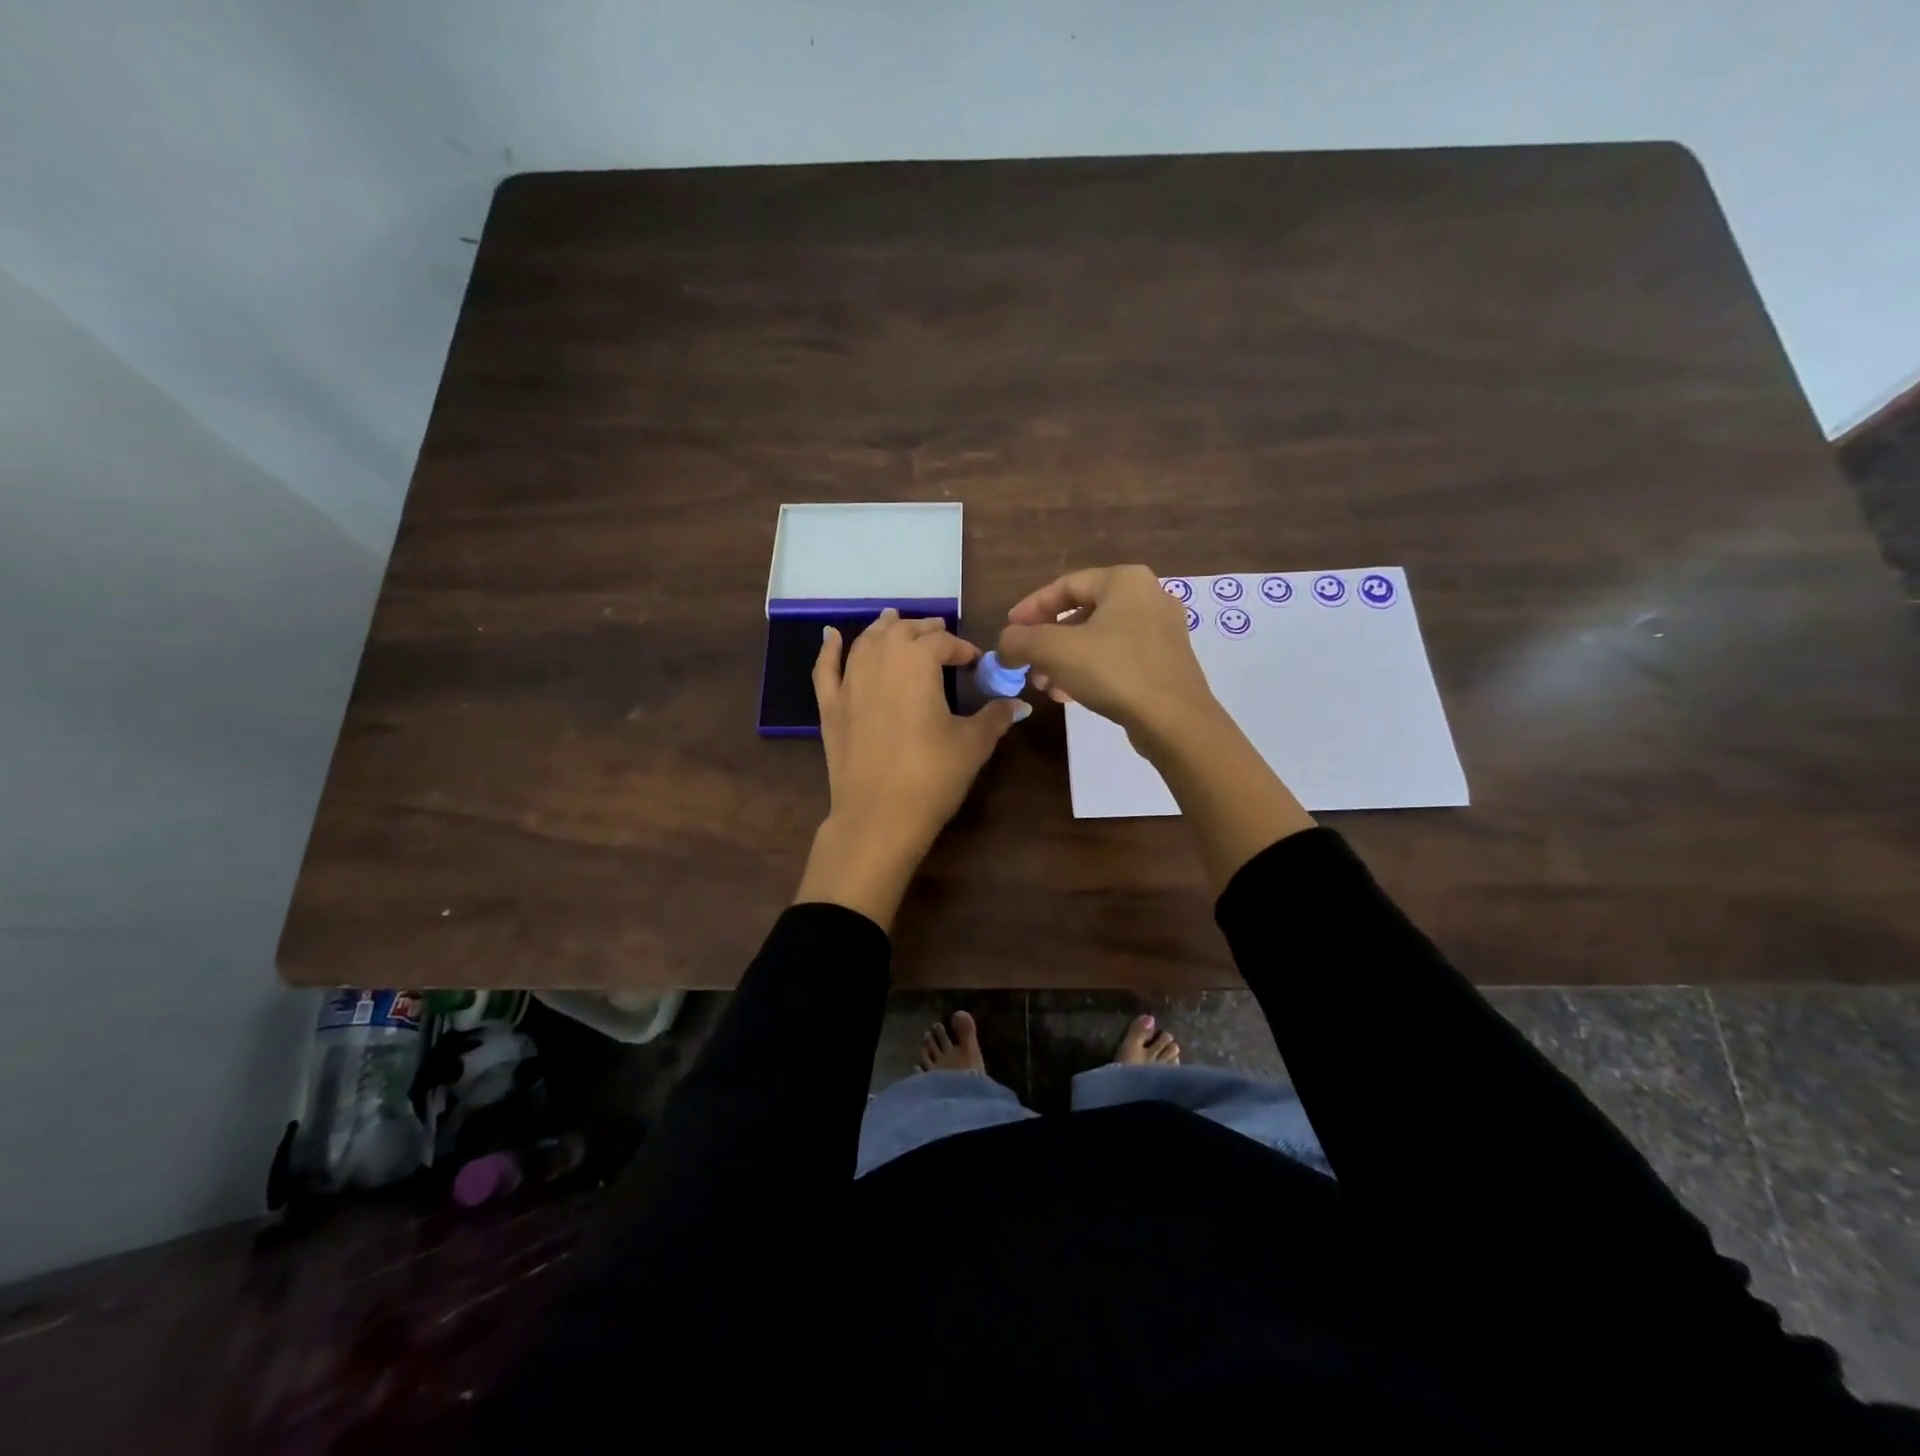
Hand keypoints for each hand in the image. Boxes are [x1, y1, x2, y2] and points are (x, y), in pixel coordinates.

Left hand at [795, 610, 1028, 928]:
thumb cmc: (931, 777)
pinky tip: (831, 635)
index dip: (962, 648)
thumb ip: (994, 717)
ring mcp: (849, 683)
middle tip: (940, 635)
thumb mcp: (972, 745)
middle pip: (902, 633)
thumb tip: (1017, 703)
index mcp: (917, 663)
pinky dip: (829, 649)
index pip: (942, 643)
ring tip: (895, 621)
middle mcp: (880, 661)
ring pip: (866, 643)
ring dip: (883, 629)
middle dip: (924, 630)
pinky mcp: (830, 708)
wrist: (878, 817)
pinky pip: (826, 669)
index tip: (975, 662)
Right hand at [999, 565, 1314, 888]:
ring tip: (1043, 685)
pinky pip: (1117, 658)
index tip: (1009, 630)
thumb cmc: (1114, 671)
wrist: (1174, 720)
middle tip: (1025, 663)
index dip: (1030, 608)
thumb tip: (1003, 646)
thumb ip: (1020, 641)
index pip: (1065, 585)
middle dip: (1047, 641)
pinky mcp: (1166, 662)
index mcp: (1125, 580)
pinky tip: (1069, 695)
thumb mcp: (1054, 651)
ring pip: (1098, 639)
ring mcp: (1161, 631)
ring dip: (1065, 661)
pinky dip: (1089, 671)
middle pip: (1082, 614)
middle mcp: (1148, 597)